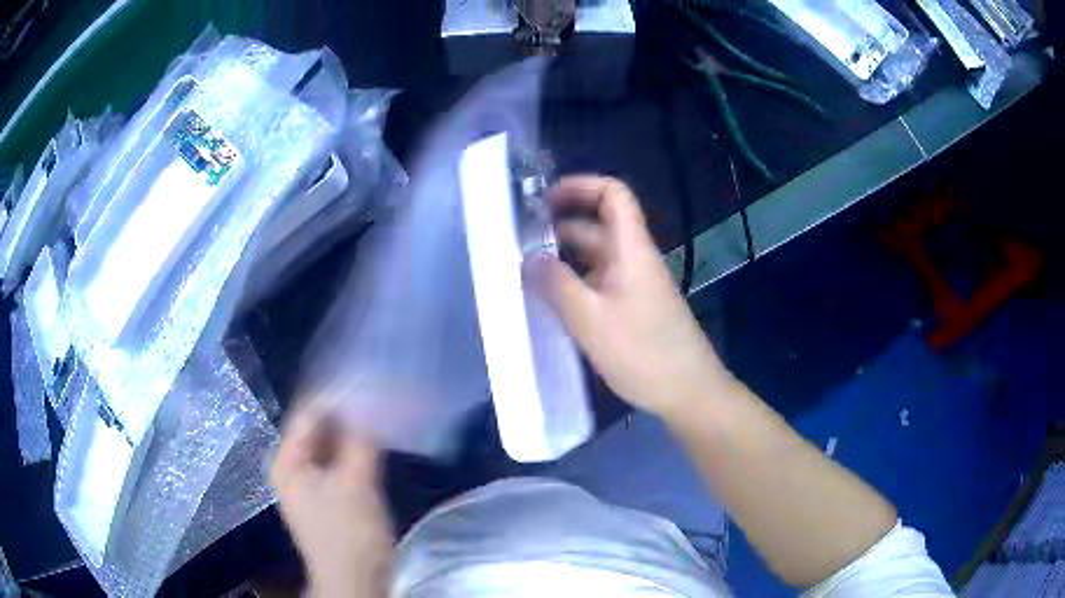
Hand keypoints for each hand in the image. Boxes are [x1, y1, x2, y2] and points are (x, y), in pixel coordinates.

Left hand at [271, 402, 392, 596]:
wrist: (356, 583)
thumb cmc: (350, 535)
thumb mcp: (357, 483)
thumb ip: (361, 439)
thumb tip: (371, 399)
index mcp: (287, 460)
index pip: (309, 413)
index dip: (339, 396)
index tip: (372, 383)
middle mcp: (292, 466)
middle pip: (319, 428)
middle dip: (349, 413)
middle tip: (383, 398)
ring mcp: (310, 482)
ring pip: (331, 445)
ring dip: (355, 432)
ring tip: (385, 416)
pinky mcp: (328, 496)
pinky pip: (339, 461)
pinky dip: (357, 451)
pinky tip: (378, 443)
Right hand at [530, 176, 729, 418]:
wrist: (688, 392)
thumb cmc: (643, 352)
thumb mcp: (591, 319)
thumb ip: (556, 285)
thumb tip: (529, 258)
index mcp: (631, 249)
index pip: (613, 194)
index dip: (581, 186)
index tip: (544, 200)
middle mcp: (634, 259)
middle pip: (599, 224)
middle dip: (561, 224)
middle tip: (521, 241)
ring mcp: (635, 285)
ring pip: (596, 257)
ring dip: (564, 257)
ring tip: (527, 271)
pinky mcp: (633, 309)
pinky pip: (599, 283)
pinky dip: (575, 283)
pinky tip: (552, 301)